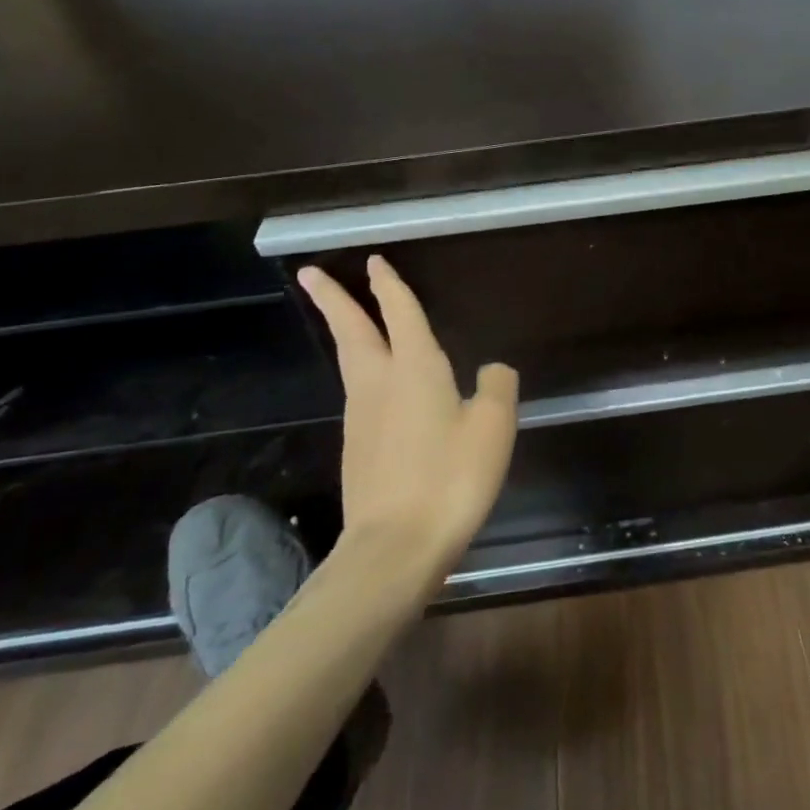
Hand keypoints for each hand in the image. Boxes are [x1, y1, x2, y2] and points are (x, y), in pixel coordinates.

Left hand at [296, 256, 518, 578]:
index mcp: (415, 369)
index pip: (400, 313)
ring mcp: (361, 418)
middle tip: (312, 274)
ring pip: (350, 361)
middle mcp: (379, 384)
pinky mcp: (357, 448)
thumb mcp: (494, 427)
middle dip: (334, 299)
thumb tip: (491, 369)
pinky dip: (360, 371)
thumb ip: (497, 387)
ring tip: (347, 320)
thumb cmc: (450, 478)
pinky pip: (358, 394)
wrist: (394, 548)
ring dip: (345, 332)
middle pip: (352, 331)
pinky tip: (377, 386)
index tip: (374, 262)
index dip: (389, 286)